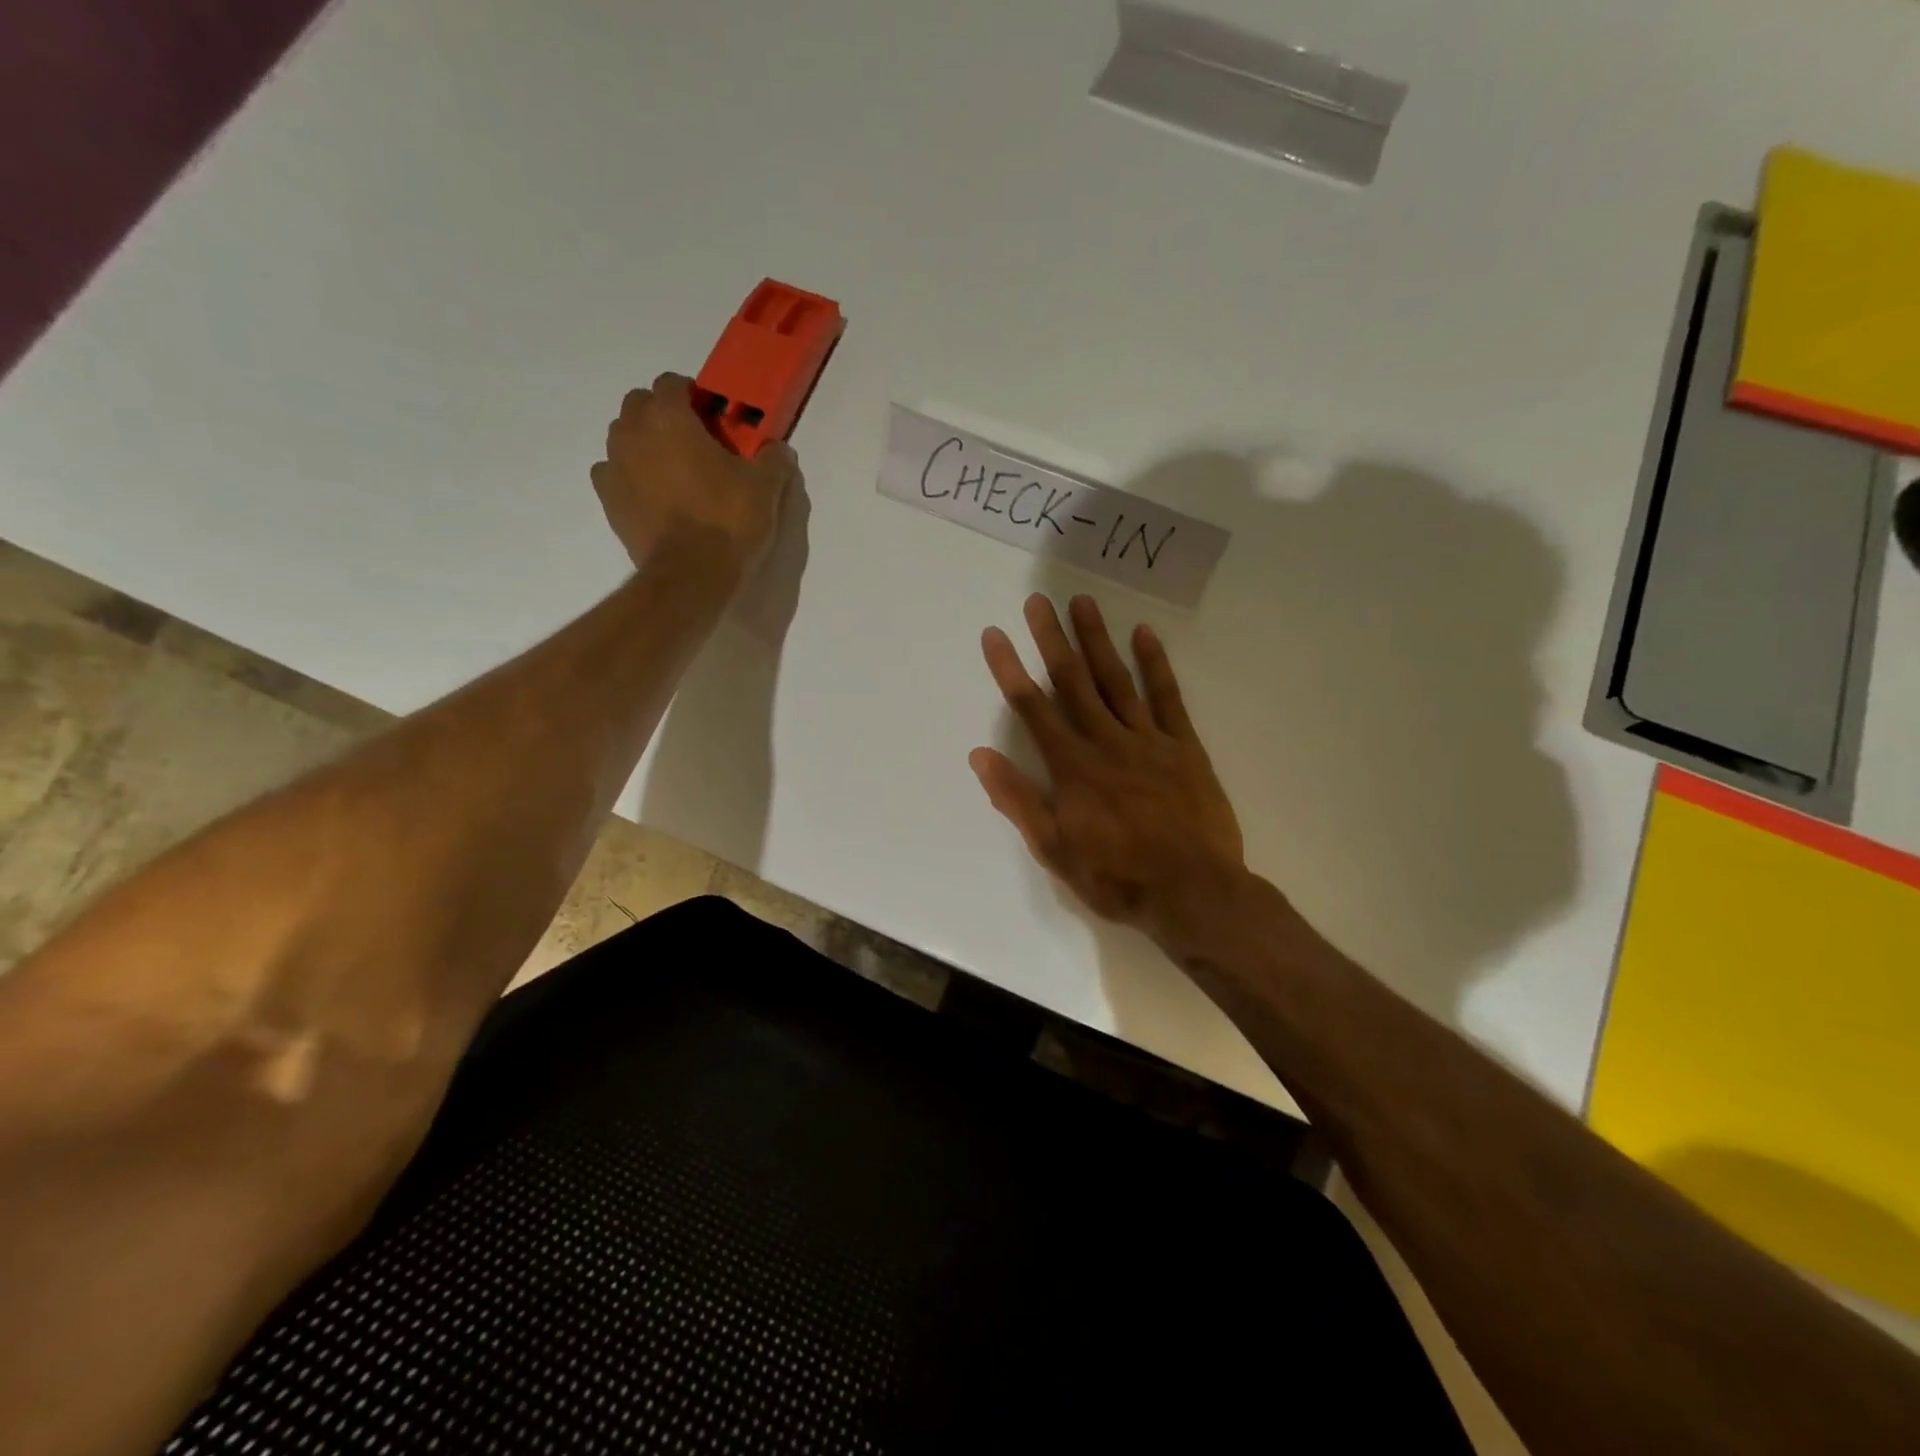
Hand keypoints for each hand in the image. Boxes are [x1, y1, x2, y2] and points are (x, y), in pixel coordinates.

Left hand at [592, 372, 798, 574]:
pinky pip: (613, 473)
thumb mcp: (765, 488)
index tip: (713, 418)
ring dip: (644, 443)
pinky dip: (630, 476)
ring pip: (623, 437)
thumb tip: (778, 449)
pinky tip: (652, 495)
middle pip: (640, 404)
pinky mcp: (608, 500)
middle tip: (693, 442)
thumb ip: (773, 460)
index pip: (672, 383)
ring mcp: (614, 466)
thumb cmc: (728, 520)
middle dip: (663, 414)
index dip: (693, 396)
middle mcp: (633, 432)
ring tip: (673, 471)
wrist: (691, 574)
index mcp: (669, 417)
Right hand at [971, 593, 1250, 952]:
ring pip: (1117, 680)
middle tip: (1038, 600)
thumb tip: (981, 755)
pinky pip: (1167, 698)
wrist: (1194, 893)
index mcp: (1072, 768)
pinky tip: (1145, 634)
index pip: (1033, 708)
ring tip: (1082, 602)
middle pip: (1073, 682)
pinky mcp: (1183, 747)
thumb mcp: (1055, 850)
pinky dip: (1156, 664)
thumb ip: (1018, 800)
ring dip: (1097, 639)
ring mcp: (1148, 740)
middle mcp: (1106, 742)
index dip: (1010, 669)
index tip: (995, 635)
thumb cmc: (1117, 877)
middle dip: (1052, 639)